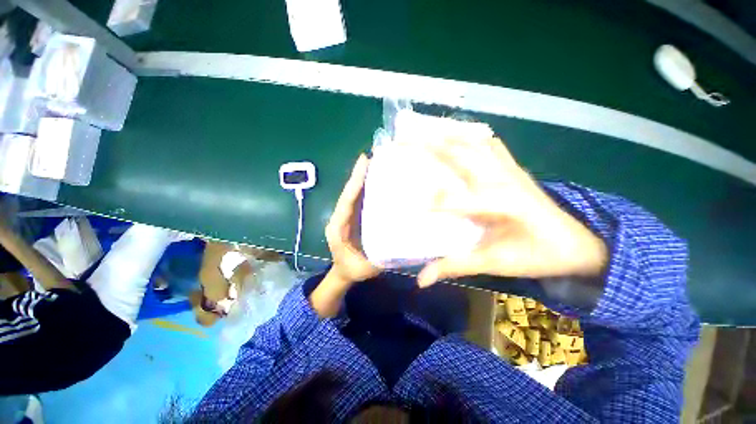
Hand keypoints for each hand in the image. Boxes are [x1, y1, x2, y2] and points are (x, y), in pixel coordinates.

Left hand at [324, 154, 381, 285]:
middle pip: (349, 193)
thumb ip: (381, 258)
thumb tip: (402, 243)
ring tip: (375, 163)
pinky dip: (365, 189)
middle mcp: (339, 218)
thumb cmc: (352, 270)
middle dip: (359, 175)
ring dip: (362, 179)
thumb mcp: (366, 267)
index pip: (347, 202)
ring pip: (353, 194)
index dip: (355, 182)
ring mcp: (345, 216)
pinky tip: (377, 180)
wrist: (341, 273)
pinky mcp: (351, 217)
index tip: (364, 163)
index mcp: (338, 228)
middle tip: (371, 157)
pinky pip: (358, 200)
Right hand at [416, 137, 606, 286]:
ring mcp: (509, 169)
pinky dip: (468, 135)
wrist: (577, 243)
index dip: (431, 202)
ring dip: (445, 135)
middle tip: (400, 142)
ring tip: (421, 132)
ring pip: (472, 142)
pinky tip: (454, 135)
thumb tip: (421, 280)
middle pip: (458, 155)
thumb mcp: (494, 264)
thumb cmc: (536, 256)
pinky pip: (489, 143)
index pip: (455, 200)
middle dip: (426, 146)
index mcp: (500, 204)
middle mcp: (502, 179)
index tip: (408, 204)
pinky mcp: (513, 167)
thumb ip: (455, 266)